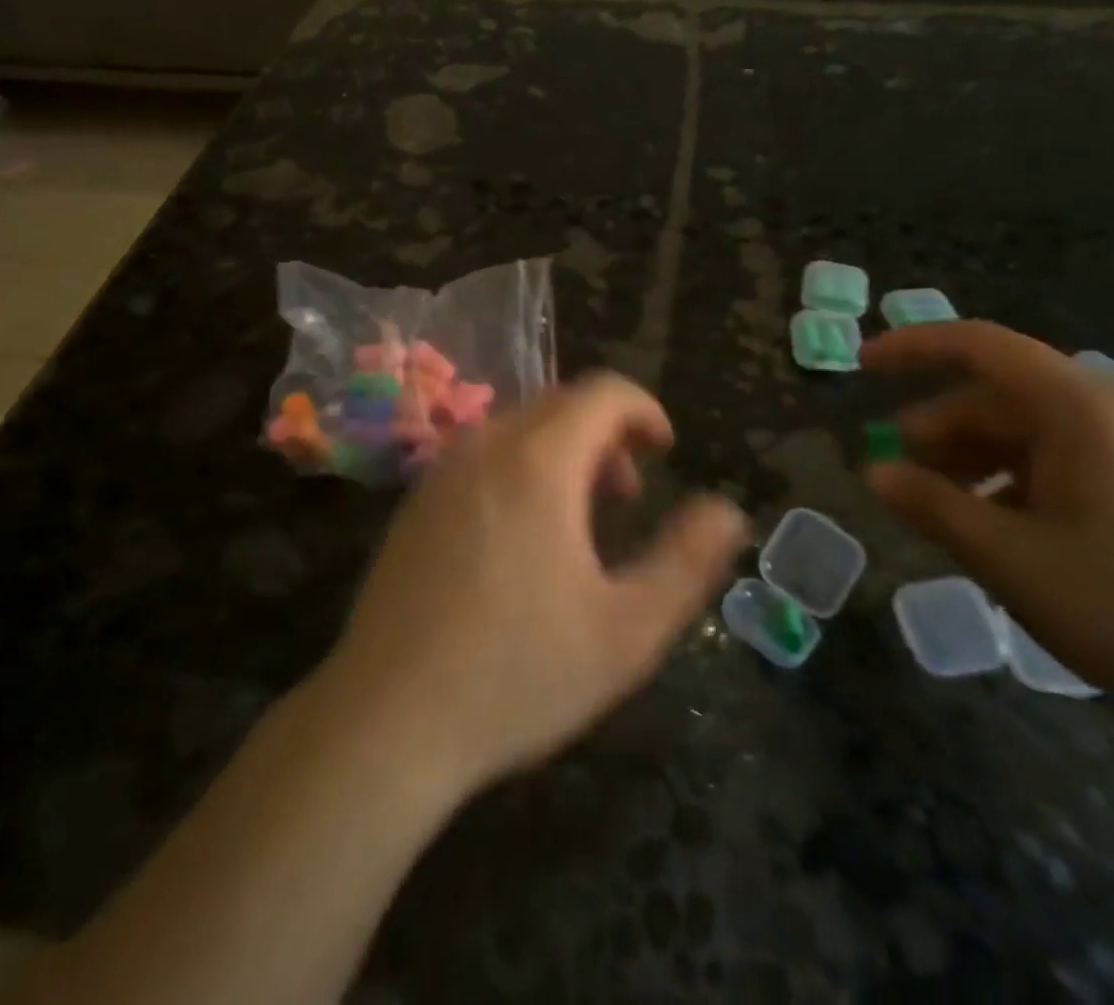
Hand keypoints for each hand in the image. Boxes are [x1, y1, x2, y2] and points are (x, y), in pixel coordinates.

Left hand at [320, 373, 747, 797]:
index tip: (666, 451)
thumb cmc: (517, 674)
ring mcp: (441, 472)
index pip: (602, 392)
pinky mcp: (415, 503)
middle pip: (559, 403)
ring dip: (563, 452)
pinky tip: (521, 540)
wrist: (385, 721)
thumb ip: (686, 561)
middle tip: (628, 498)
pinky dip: (520, 468)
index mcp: (538, 461)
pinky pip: (482, 456)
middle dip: (607, 434)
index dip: (645, 410)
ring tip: (581, 520)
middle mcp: (484, 447)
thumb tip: (727, 510)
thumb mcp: (627, 630)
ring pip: (518, 429)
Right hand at [862, 321, 1113, 781]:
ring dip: (970, 462)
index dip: (911, 347)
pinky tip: (999, 531)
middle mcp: (1105, 409)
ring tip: (943, 515)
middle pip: (994, 396)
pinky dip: (1011, 482)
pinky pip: (1057, 461)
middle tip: (898, 481)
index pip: (977, 345)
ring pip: (1023, 432)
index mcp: (1076, 407)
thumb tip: (874, 470)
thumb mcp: (1012, 559)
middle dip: (936, 432)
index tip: (860, 367)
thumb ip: (932, 506)